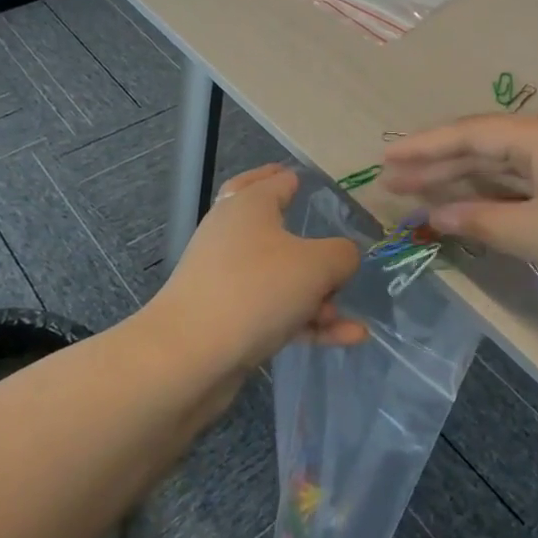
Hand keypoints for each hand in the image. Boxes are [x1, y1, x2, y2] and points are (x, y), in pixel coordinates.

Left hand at [151, 163, 365, 373]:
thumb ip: (343, 255)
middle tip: (326, 229)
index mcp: (249, 205)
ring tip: (348, 315)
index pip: (277, 179)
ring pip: (281, 276)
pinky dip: (309, 322)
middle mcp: (234, 235)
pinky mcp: (227, 318)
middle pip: (272, 224)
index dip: (298, 179)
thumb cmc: (255, 290)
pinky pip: (277, 312)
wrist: (187, 359)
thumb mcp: (317, 265)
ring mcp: (227, 278)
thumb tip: (343, 259)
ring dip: (317, 294)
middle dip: (306, 234)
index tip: (321, 186)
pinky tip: (349, 337)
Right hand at [381, 113, 537, 325]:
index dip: (424, 147)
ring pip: (502, 164)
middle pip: (483, 145)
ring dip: (461, 179)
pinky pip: (523, 180)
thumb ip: (478, 219)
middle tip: (390, 180)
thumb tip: (433, 214)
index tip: (384, 159)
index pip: (470, 134)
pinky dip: (492, 193)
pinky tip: (464, 203)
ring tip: (415, 191)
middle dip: (437, 164)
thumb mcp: (533, 234)